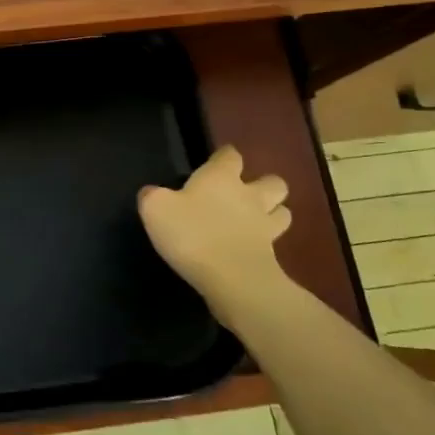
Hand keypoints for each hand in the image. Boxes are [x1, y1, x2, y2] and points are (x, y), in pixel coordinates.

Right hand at [138, 146, 292, 321]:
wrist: (232, 279)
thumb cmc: (192, 233)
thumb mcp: (155, 209)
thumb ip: (152, 196)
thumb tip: (151, 193)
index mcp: (221, 177)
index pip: (230, 156)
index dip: (224, 157)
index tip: (216, 162)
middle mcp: (249, 196)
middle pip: (272, 182)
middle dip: (264, 185)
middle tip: (245, 195)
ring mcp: (265, 226)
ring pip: (282, 211)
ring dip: (273, 213)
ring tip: (256, 222)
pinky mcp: (272, 256)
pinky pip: (276, 244)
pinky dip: (266, 244)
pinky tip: (250, 250)